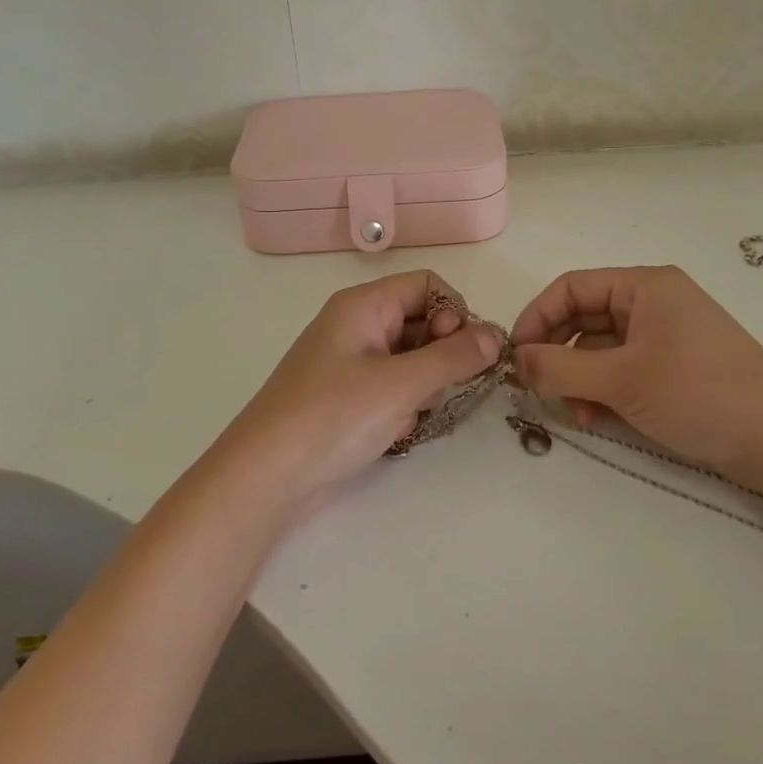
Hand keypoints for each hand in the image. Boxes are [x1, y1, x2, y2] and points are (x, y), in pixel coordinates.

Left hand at [209, 270, 503, 518]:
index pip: (427, 285)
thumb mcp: (401, 384)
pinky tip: (397, 431)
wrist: (266, 477)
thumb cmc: (333, 417)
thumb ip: (454, 357)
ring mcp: (350, 363)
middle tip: (443, 388)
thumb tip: (496, 335)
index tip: (465, 352)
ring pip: (411, 357)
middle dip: (443, 353)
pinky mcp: (347, 397)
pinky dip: (405, 404)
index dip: (454, 312)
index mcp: (364, 305)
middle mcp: (356, 325)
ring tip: (415, 413)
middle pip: (421, 320)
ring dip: (426, 383)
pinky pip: (393, 386)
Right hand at [509, 265, 762, 485]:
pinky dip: (603, 390)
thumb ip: (560, 367)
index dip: (536, 318)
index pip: (570, 287)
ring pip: (600, 348)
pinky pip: (622, 369)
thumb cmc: (700, 394)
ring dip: (578, 378)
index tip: (514, 357)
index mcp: (643, 285)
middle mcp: (652, 302)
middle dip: (557, 354)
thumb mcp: (621, 379)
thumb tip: (515, 360)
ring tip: (574, 413)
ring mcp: (665, 335)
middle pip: (583, 318)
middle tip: (535, 390)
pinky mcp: (673, 367)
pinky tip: (596, 418)